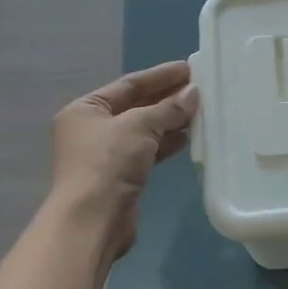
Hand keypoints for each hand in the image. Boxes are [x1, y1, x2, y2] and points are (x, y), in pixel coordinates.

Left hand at [48, 60, 198, 258]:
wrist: (93, 220)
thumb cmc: (108, 162)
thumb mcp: (140, 125)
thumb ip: (168, 108)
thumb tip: (193, 93)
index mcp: (86, 109)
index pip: (128, 84)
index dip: (159, 76)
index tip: (188, 68)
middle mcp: (92, 129)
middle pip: (136, 106)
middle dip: (167, 98)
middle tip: (200, 88)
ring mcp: (105, 155)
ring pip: (144, 130)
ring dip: (170, 120)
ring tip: (201, 110)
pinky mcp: (120, 176)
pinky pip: (148, 151)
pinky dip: (166, 143)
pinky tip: (188, 137)